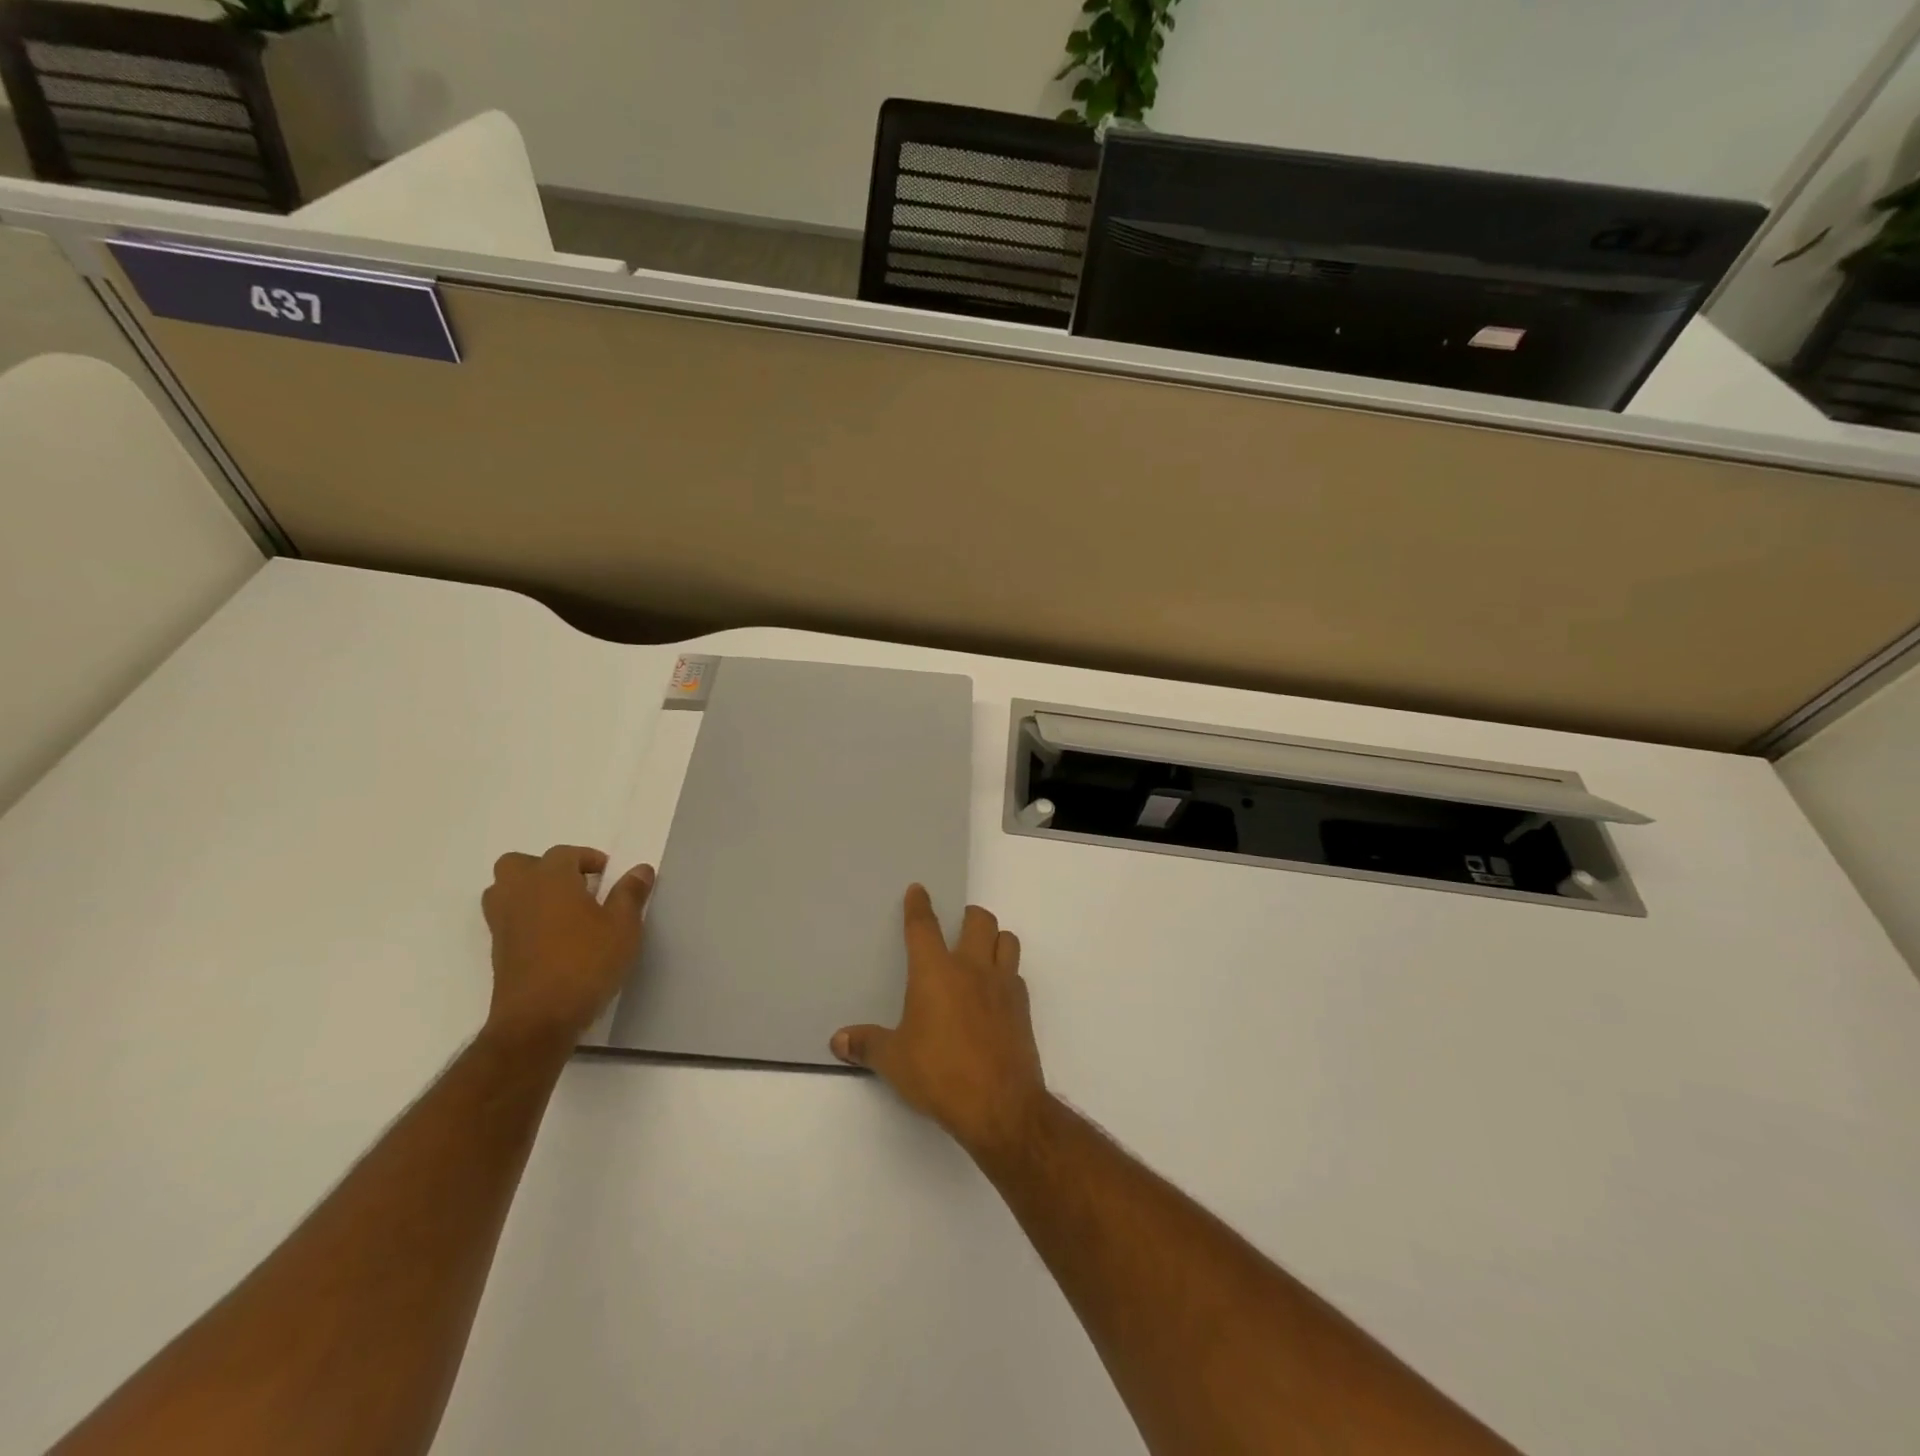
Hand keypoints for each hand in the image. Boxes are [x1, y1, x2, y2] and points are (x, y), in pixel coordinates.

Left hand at [481, 845, 653, 1045]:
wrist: (539, 1018)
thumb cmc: (586, 962)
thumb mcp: (623, 926)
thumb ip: (630, 894)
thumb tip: (640, 869)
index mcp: (550, 879)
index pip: (565, 854)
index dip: (588, 859)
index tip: (608, 874)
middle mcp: (520, 893)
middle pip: (519, 864)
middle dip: (545, 868)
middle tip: (575, 885)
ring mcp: (503, 923)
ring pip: (505, 890)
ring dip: (528, 891)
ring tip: (561, 909)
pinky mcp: (498, 950)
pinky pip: (507, 918)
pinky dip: (525, 917)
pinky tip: (552, 937)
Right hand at [832, 885, 1048, 1159]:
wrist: (1000, 1104)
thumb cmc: (939, 1074)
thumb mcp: (894, 1061)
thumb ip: (866, 1045)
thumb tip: (838, 1041)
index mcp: (935, 972)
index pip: (924, 927)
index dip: (919, 906)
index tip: (919, 890)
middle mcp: (972, 968)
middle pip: (978, 920)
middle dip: (968, 916)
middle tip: (958, 925)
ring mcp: (1002, 985)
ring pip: (1006, 940)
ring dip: (994, 939)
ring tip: (981, 952)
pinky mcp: (1022, 1007)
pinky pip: (1016, 974)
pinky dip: (1006, 973)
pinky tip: (995, 993)